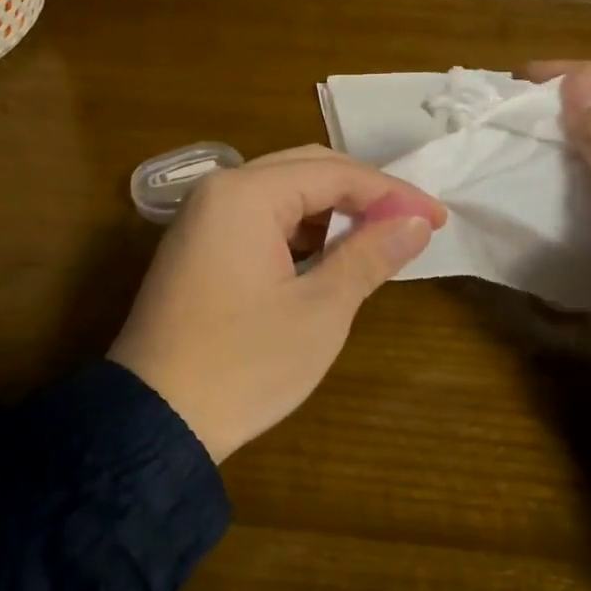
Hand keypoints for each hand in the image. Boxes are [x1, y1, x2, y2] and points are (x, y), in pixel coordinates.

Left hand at [108, 146, 446, 462]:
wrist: (153, 421)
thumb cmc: (244, 364)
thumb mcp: (320, 310)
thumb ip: (369, 254)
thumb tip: (416, 222)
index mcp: (246, 194)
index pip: (335, 173)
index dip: (392, 192)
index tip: (437, 219)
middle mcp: (219, 190)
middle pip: (306, 169)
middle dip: (362, 194)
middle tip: (412, 223)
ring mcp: (201, 216)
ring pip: (281, 191)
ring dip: (330, 210)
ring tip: (375, 240)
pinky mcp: (195, 244)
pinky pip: (257, 217)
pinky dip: (298, 229)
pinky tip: (324, 255)